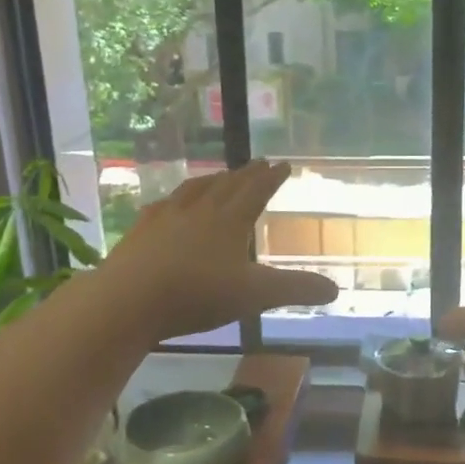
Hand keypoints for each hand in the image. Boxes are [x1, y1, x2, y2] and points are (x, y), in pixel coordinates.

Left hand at [96, 160, 337, 342]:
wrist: (128, 300)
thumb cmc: (197, 294)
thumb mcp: (255, 295)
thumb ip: (295, 289)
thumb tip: (336, 290)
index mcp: (229, 220)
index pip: (256, 191)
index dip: (272, 178)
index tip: (283, 163)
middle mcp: (199, 210)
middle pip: (226, 185)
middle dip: (245, 174)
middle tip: (257, 163)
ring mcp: (165, 218)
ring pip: (193, 190)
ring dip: (210, 181)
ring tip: (219, 176)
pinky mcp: (139, 232)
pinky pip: (161, 207)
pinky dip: (172, 201)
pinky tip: (167, 205)